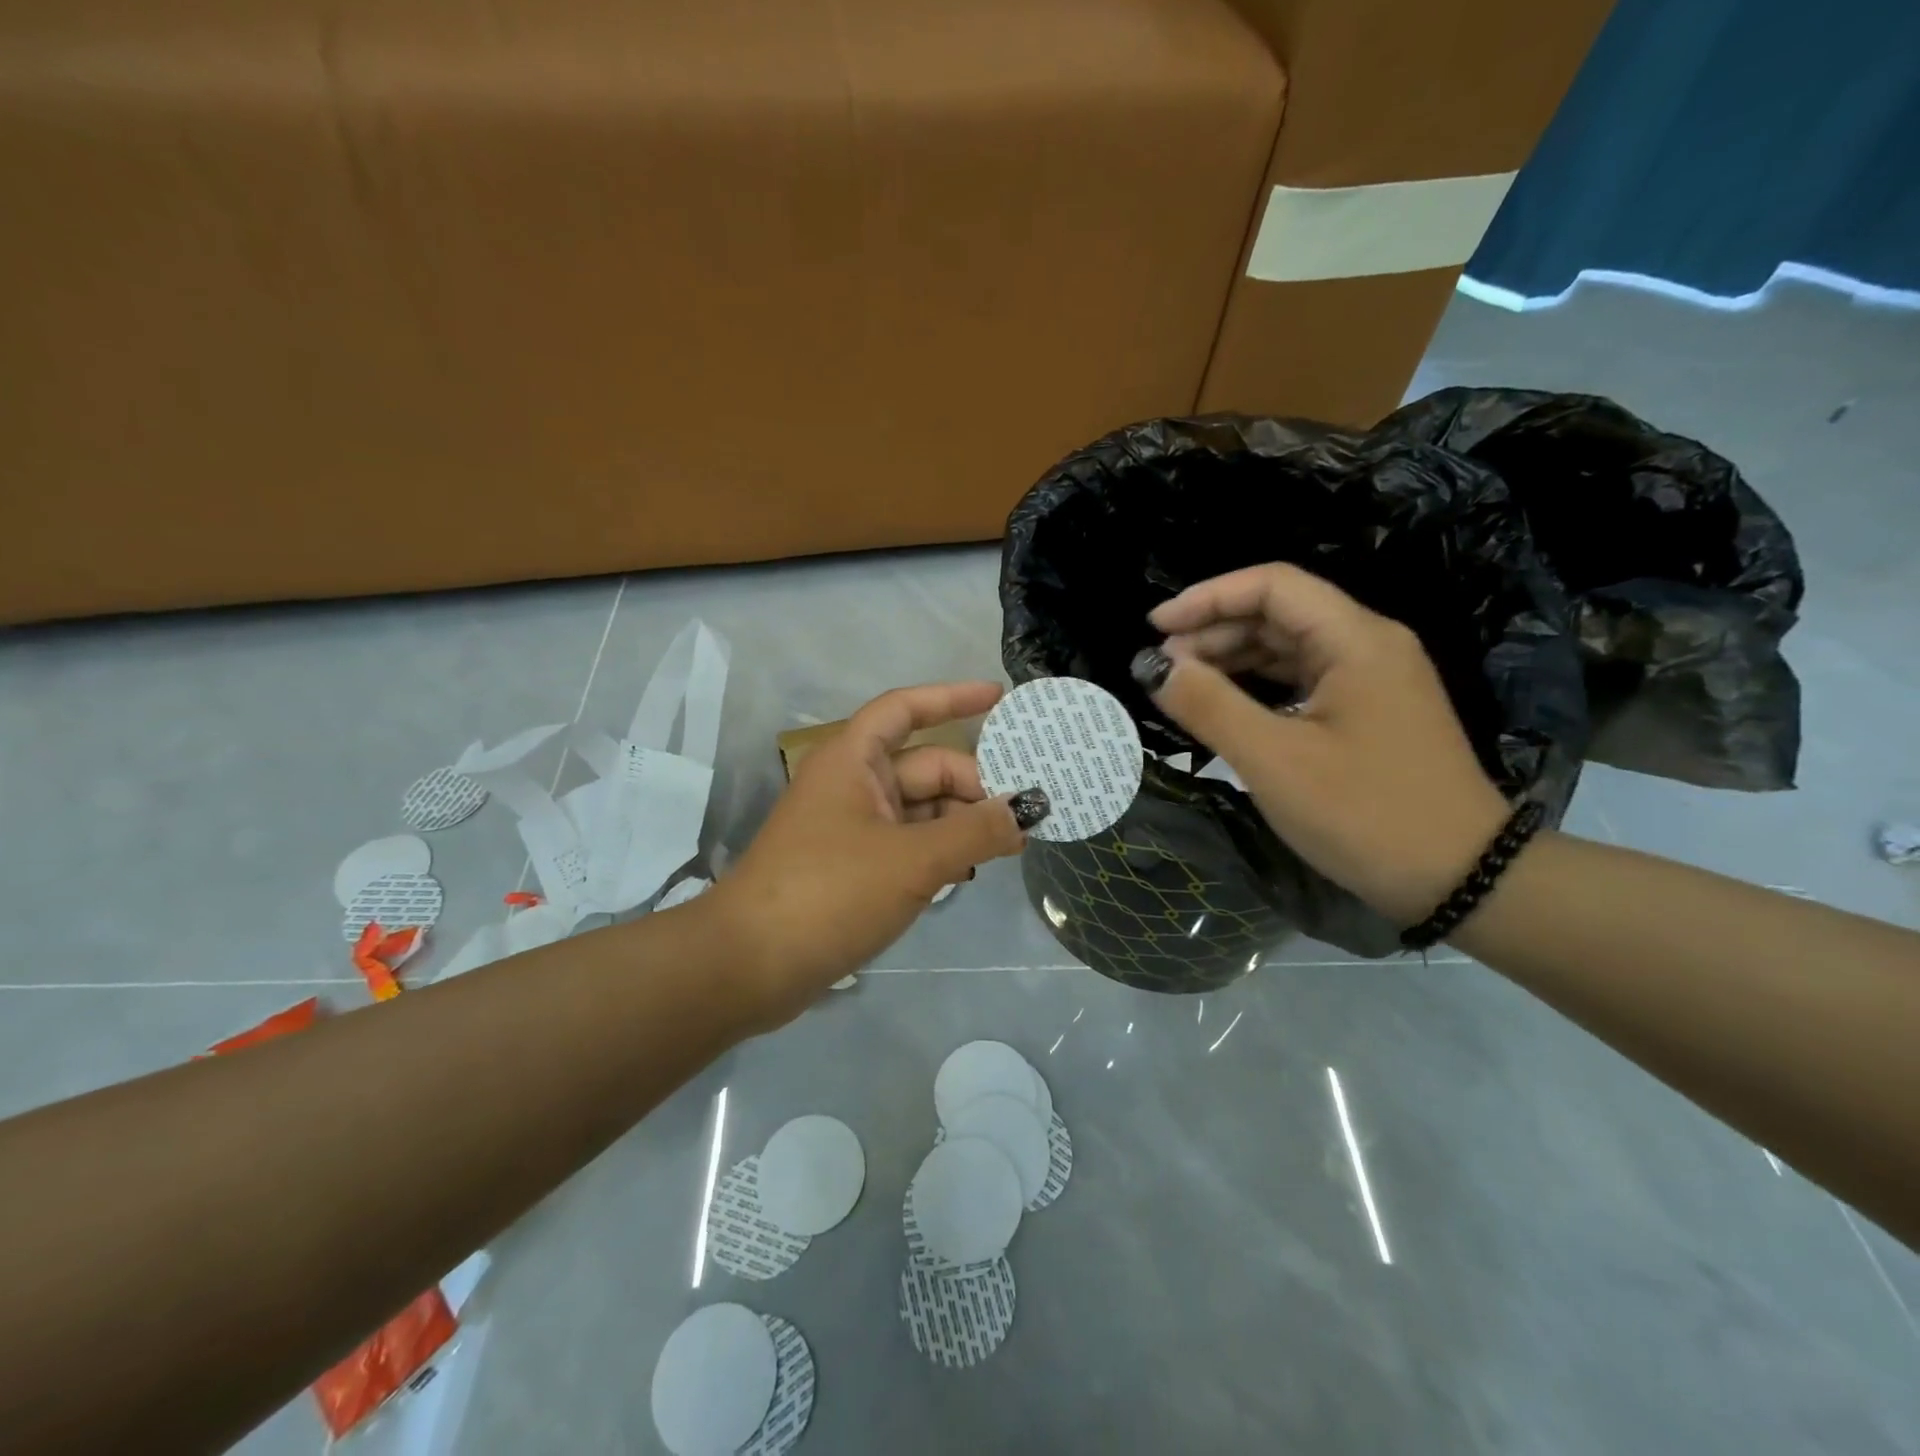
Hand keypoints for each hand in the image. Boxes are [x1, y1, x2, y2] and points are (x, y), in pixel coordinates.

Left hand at [701, 682, 1040, 1025]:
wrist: (748, 966)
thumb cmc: (829, 893)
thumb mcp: (912, 859)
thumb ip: (975, 831)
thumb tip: (1027, 810)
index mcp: (853, 760)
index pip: (906, 708)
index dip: (952, 697)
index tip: (1000, 698)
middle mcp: (851, 784)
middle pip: (925, 767)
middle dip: (975, 785)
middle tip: (1026, 814)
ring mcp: (850, 828)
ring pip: (919, 809)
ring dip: (961, 823)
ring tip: (1008, 846)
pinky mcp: (851, 867)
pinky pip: (907, 844)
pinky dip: (938, 851)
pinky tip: (968, 871)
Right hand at [1132, 564, 1509, 924]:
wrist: (1461, 880)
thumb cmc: (1365, 814)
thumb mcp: (1274, 760)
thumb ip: (1209, 705)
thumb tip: (1153, 666)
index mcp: (1356, 640)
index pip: (1273, 586)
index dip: (1207, 598)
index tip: (1154, 627)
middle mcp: (1368, 645)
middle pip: (1279, 613)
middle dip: (1213, 631)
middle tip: (1161, 668)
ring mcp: (1372, 679)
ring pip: (1288, 647)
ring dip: (1231, 659)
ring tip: (1181, 686)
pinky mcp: (1368, 712)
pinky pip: (1301, 680)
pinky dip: (1256, 686)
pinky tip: (1223, 707)